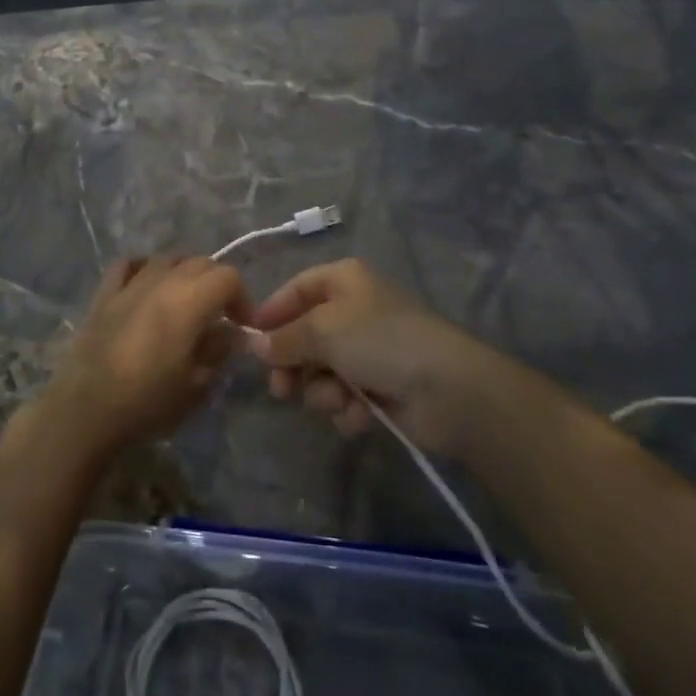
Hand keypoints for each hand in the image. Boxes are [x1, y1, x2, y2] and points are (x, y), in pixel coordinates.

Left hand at [39, 256, 246, 454]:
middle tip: (219, 315)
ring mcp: (129, 284)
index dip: (242, 298)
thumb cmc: (148, 401)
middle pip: (200, 262)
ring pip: (166, 260)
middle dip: (216, 284)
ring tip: (185, 300)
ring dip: (183, 273)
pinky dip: (143, 269)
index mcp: (189, 300)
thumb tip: (230, 333)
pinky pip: (128, 266)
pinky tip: (146, 285)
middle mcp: (161, 281)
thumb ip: (218, 350)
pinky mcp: (104, 294)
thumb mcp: (196, 384)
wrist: (87, 409)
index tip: (242, 325)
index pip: (228, 277)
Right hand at [243, 258, 484, 451]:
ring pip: (322, 371)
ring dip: (323, 391)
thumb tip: (255, 346)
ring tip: (337, 399)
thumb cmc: (378, 340)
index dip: (272, 313)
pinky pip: (346, 396)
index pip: (296, 289)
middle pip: (305, 335)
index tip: (250, 341)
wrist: (446, 388)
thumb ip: (284, 338)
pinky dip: (347, 407)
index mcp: (343, 281)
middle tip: (281, 390)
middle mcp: (354, 310)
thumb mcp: (321, 330)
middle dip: (293, 365)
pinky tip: (359, 414)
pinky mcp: (380, 387)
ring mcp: (368, 350)